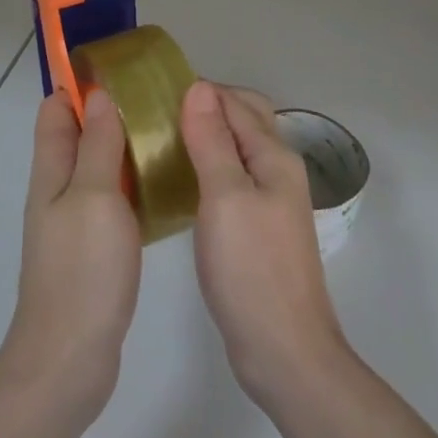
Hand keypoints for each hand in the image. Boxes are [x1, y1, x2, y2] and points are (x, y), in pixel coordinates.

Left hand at [0, 90, 141, 427]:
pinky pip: (113, 200)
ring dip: (124, 147)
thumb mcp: (94, 196)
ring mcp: (75, 222)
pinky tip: (165, 185)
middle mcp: (58, 191)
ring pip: (98, 168)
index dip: (79, 86)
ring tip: (168, 134)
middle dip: (109, 113)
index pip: (55, 112)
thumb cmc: (83, 270)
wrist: (71, 358)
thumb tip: (98, 96)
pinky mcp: (94, 248)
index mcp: (51, 173)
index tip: (122, 71)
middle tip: (158, 102)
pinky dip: (132, 183)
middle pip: (78, 137)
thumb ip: (97, 146)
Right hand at [180, 80, 347, 407]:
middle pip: (245, 120)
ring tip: (162, 139)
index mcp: (274, 156)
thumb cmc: (251, 268)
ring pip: (239, 150)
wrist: (283, 349)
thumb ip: (213, 140)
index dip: (200, 90)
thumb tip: (199, 87)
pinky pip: (234, 179)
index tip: (155, 90)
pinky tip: (182, 180)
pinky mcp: (259, 227)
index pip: (237, 103)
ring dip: (208, 136)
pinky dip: (210, 166)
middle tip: (158, 112)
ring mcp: (272, 201)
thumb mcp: (225, 196)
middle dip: (207, 106)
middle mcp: (278, 170)